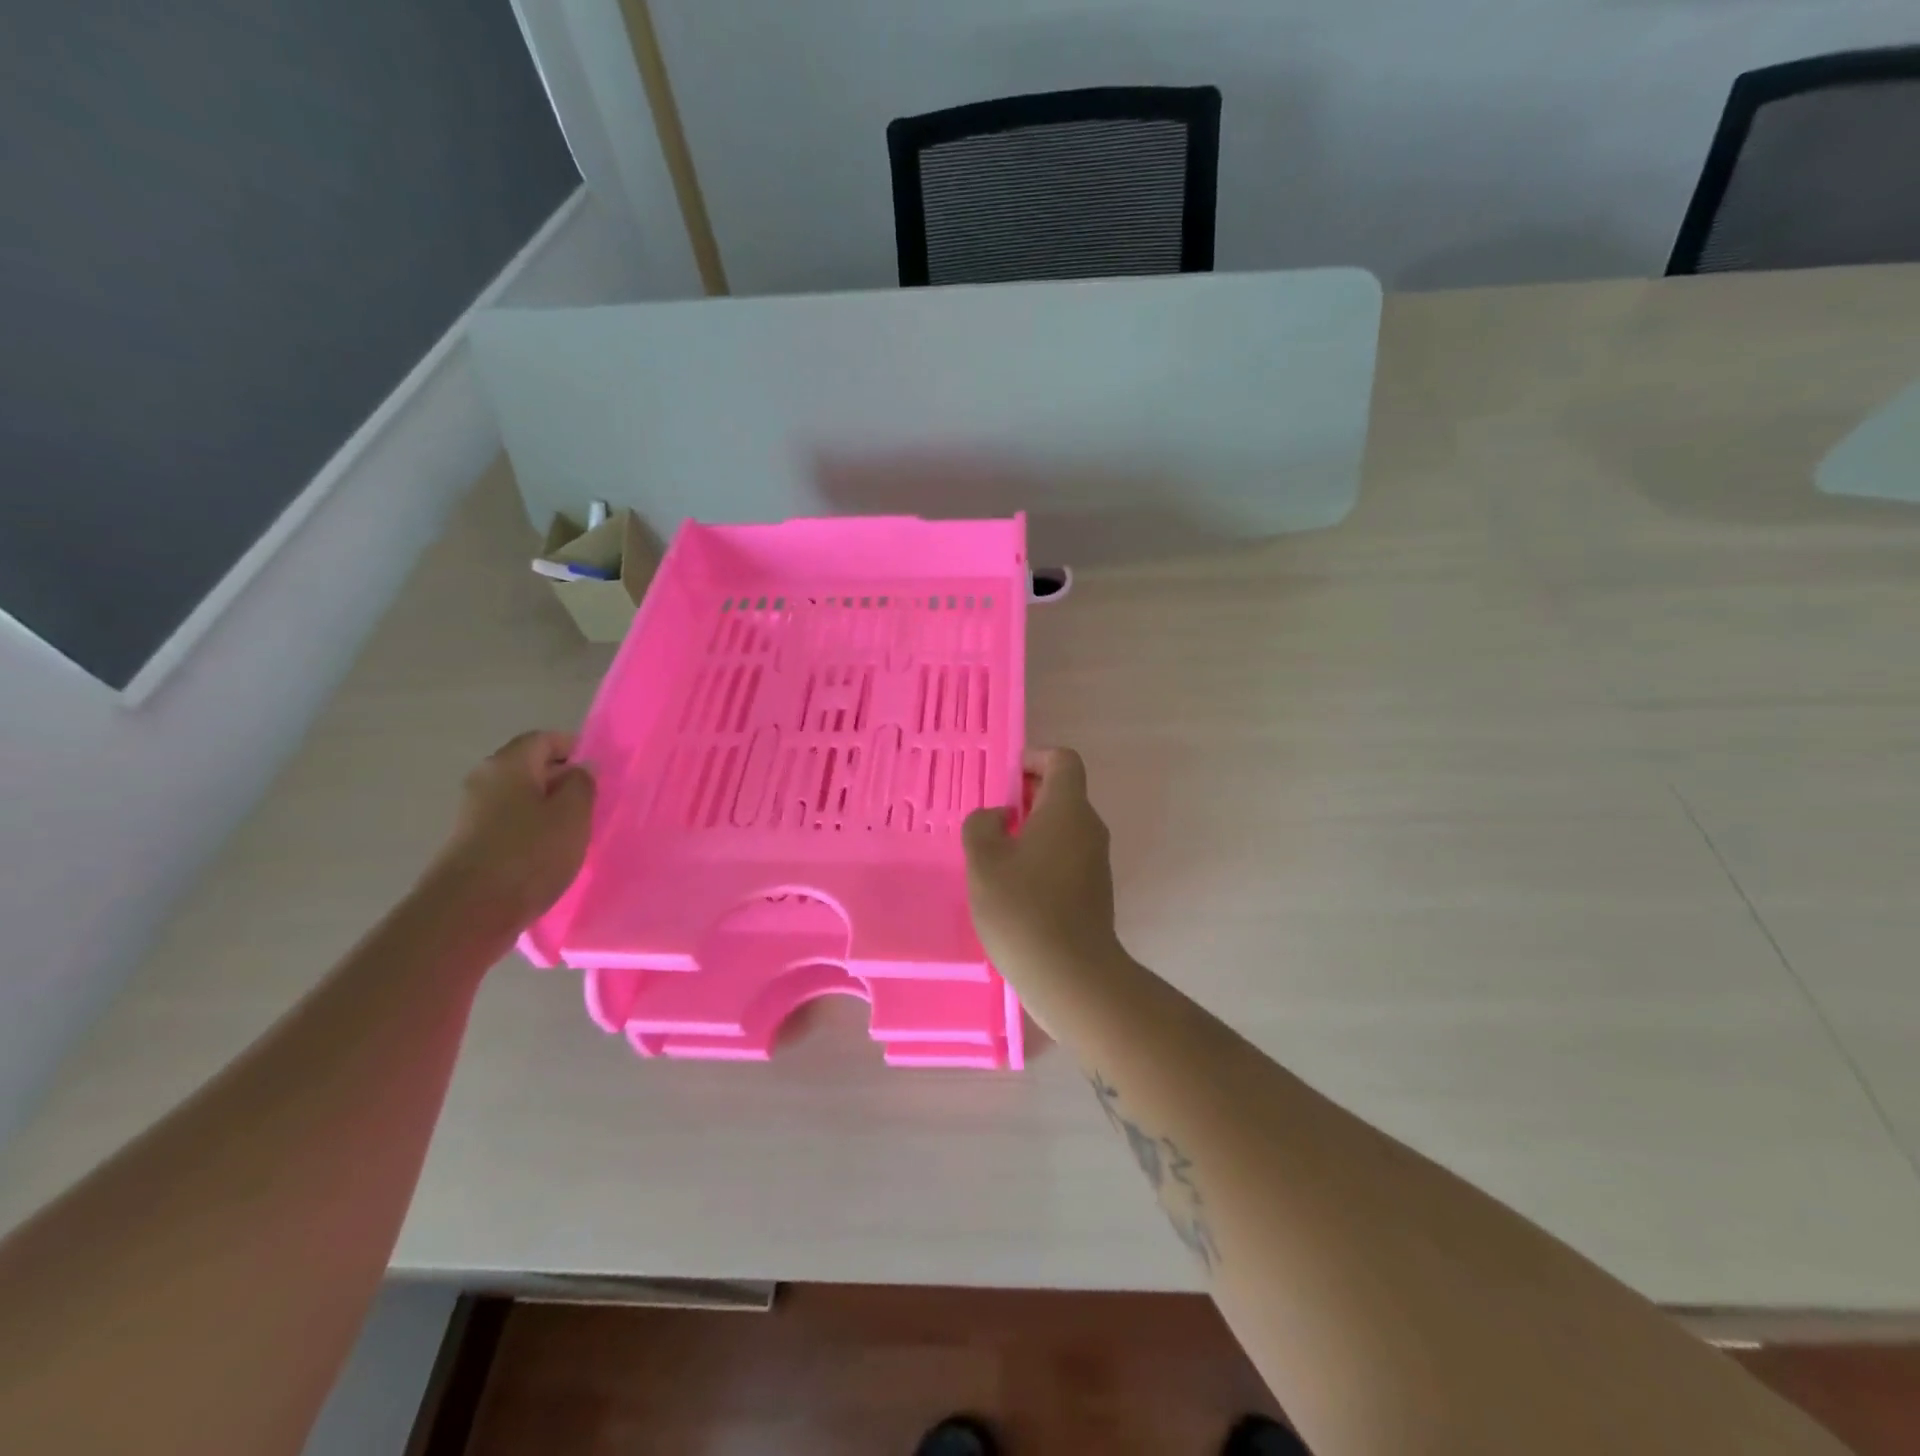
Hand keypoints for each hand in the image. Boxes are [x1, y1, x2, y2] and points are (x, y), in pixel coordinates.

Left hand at [427, 731, 594, 931]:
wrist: (468, 912)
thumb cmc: (529, 854)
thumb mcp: (573, 814)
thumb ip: (582, 784)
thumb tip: (579, 769)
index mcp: (509, 764)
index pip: (544, 739)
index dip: (574, 749)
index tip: (599, 773)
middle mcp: (485, 780)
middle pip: (530, 768)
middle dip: (563, 781)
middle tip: (593, 804)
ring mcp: (473, 813)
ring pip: (521, 798)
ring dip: (549, 809)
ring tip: (575, 833)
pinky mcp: (470, 843)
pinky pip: (510, 824)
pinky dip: (532, 831)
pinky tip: (550, 854)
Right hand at [963, 748, 1122, 983]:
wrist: (1071, 975)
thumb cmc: (1023, 908)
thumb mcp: (984, 861)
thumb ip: (982, 826)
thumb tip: (996, 817)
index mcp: (1068, 809)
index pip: (1063, 760)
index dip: (1033, 759)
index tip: (1004, 781)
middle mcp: (1089, 828)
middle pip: (1063, 792)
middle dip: (1025, 796)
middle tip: (990, 819)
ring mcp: (1096, 860)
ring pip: (1063, 826)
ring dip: (1031, 829)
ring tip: (995, 855)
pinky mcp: (1094, 889)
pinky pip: (1066, 855)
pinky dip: (1042, 855)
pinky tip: (1014, 886)